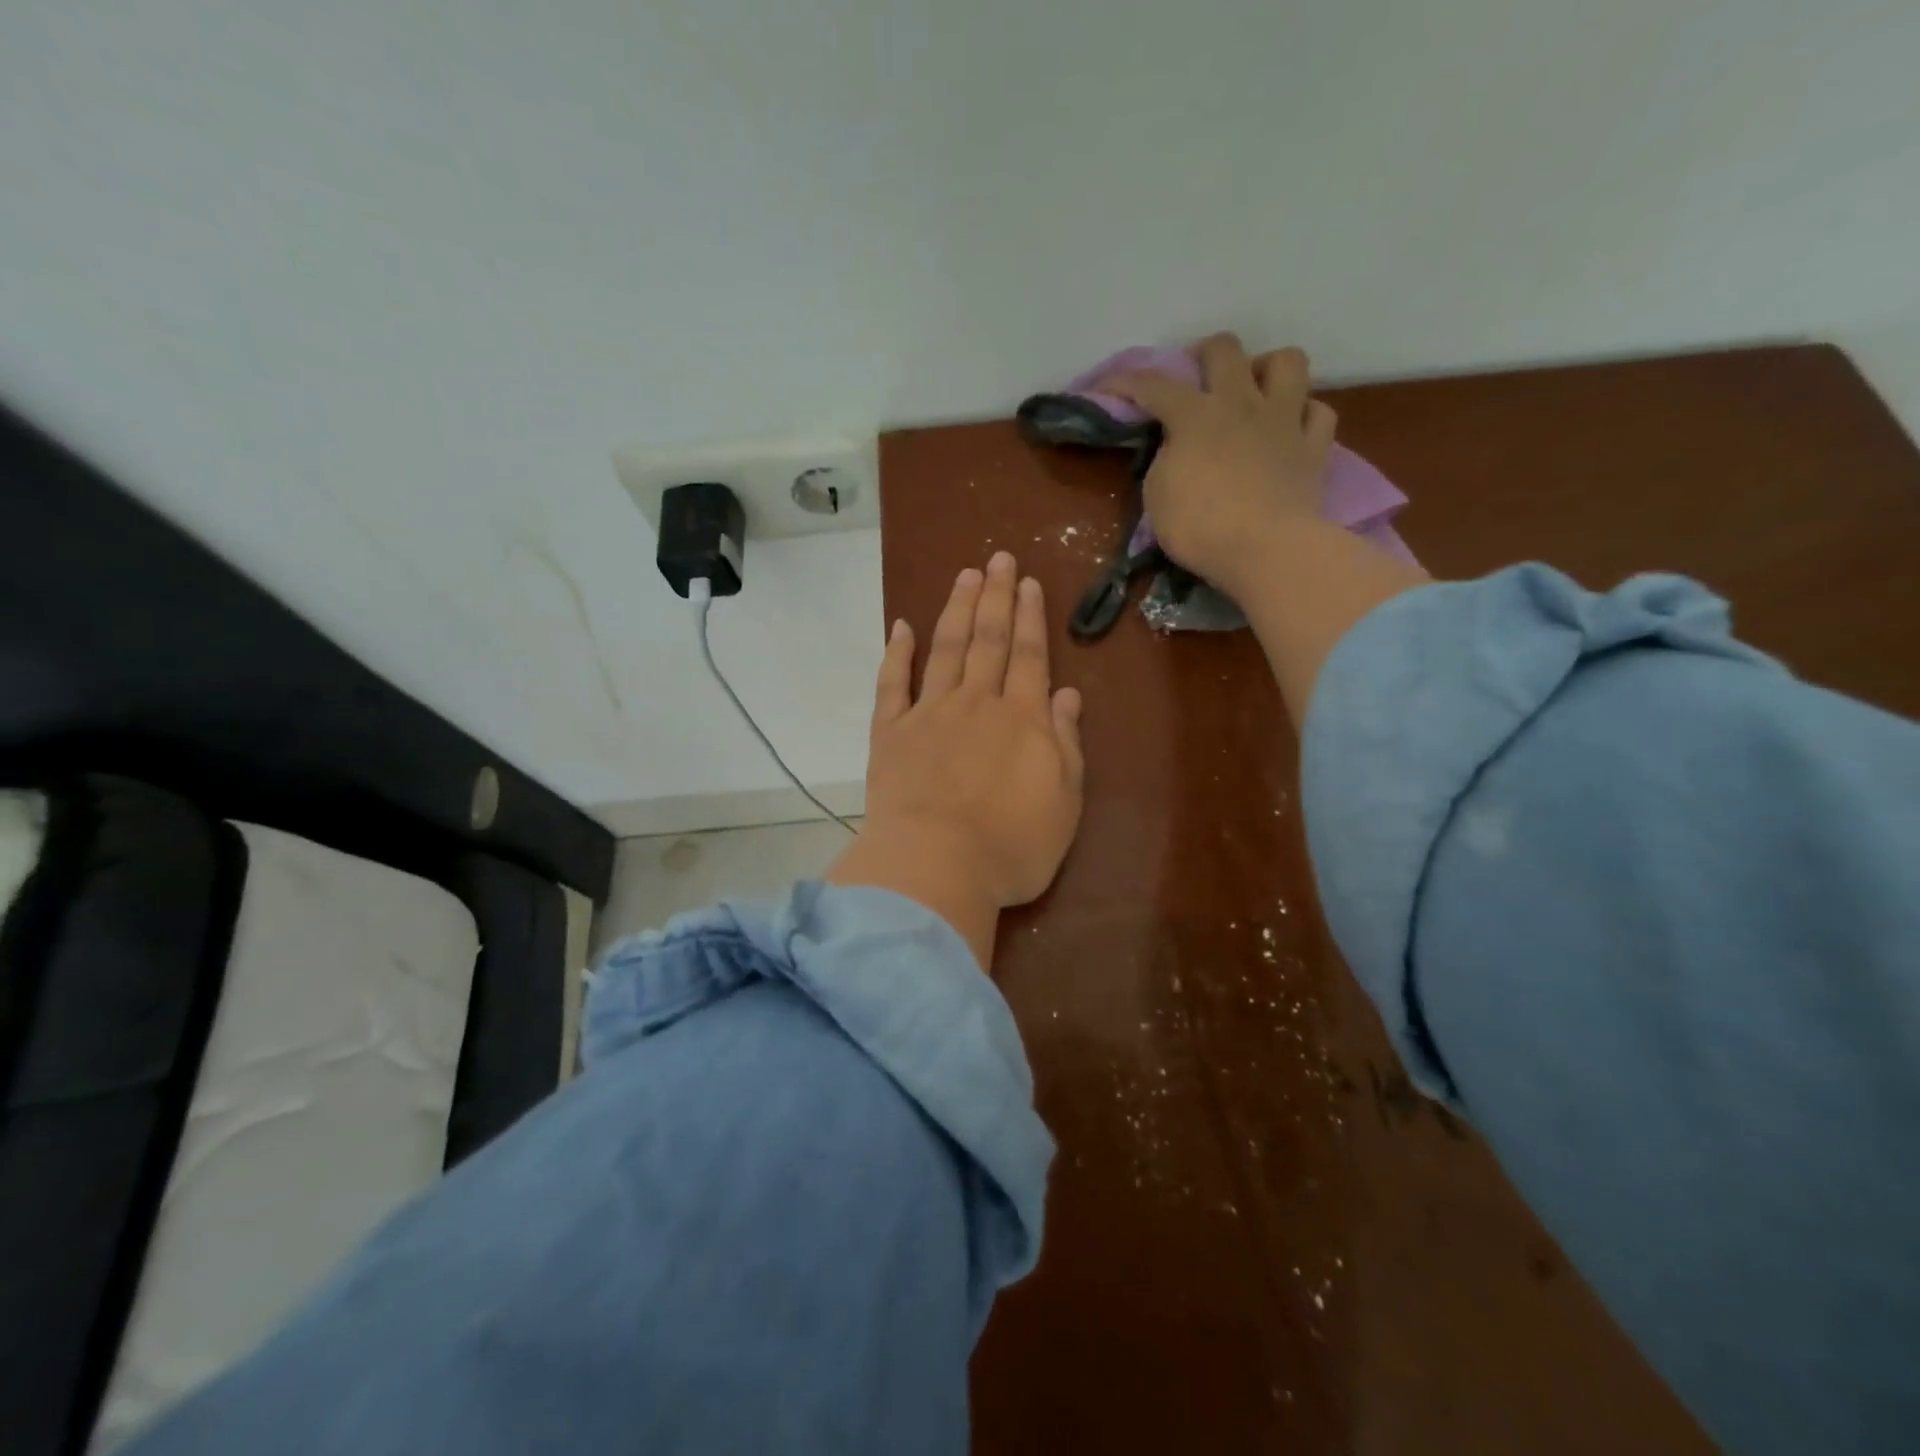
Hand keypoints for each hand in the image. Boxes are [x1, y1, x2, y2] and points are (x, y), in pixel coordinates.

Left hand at [827, 552, 1084, 966]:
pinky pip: (892, 684)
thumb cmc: (1011, 846)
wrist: (936, 867)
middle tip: (998, 559)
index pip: (1028, 655)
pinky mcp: (891, 734)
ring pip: (946, 649)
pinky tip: (901, 627)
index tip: (1028, 582)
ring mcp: (929, 715)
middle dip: (996, 597)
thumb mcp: (1063, 802)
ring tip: (965, 576)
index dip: (1030, 617)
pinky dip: (897, 653)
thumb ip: (1065, 743)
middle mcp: (976, 703)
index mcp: (1021, 719)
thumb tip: (1066, 694)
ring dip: (957, 610)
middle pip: (988, 640)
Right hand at [1106, 332, 1336, 594]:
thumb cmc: (1200, 527)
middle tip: (1196, 377)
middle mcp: (1241, 403)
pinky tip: (1290, 428)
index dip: (1126, 382)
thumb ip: (1165, 459)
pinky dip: (1303, 414)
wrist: (1266, 549)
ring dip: (1266, 368)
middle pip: (1226, 349)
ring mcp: (1284, 420)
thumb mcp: (1158, 495)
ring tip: (1254, 391)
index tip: (1108, 388)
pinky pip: (1318, 412)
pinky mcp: (1314, 447)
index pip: (1154, 385)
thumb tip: (1177, 446)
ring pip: (1287, 361)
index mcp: (1195, 416)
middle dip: (1204, 354)